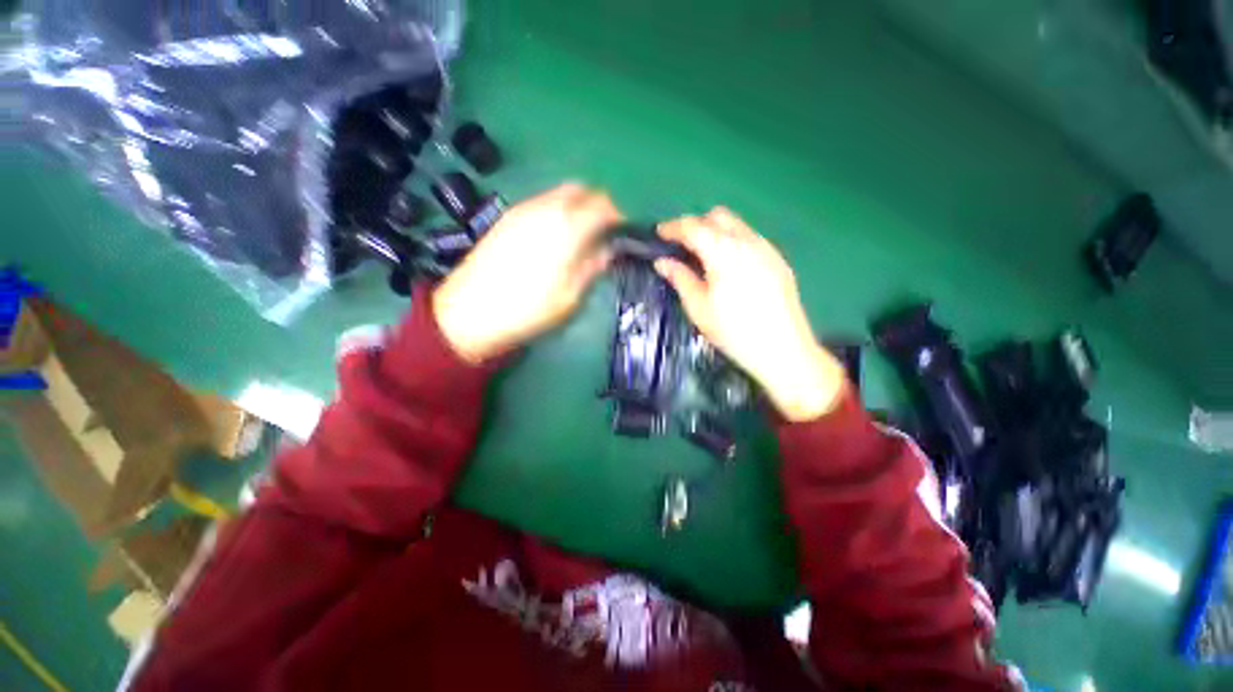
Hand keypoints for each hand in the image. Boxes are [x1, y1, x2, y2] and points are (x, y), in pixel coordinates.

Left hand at [434, 183, 621, 362]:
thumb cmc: (527, 309)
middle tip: (602, 232)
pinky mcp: (507, 217)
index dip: (617, 217)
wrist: (470, 311)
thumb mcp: (570, 296)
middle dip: (597, 205)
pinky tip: (553, 236)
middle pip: (581, 190)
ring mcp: (523, 209)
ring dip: (576, 206)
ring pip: (560, 193)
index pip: (603, 206)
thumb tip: (607, 251)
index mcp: (567, 228)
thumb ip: (592, 267)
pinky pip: (541, 202)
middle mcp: (546, 208)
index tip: (621, 234)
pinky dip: (556, 210)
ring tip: (579, 236)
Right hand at [655, 208, 845, 421]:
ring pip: (737, 225)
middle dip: (696, 224)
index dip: (672, 227)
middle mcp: (747, 240)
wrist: (783, 349)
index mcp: (723, 250)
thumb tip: (662, 262)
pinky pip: (751, 239)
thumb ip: (679, 278)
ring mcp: (766, 248)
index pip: (692, 226)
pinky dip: (733, 242)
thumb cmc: (733, 330)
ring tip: (705, 257)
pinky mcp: (778, 260)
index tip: (659, 234)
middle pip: (718, 216)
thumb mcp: (698, 307)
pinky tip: (730, 267)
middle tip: (682, 246)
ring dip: (716, 232)